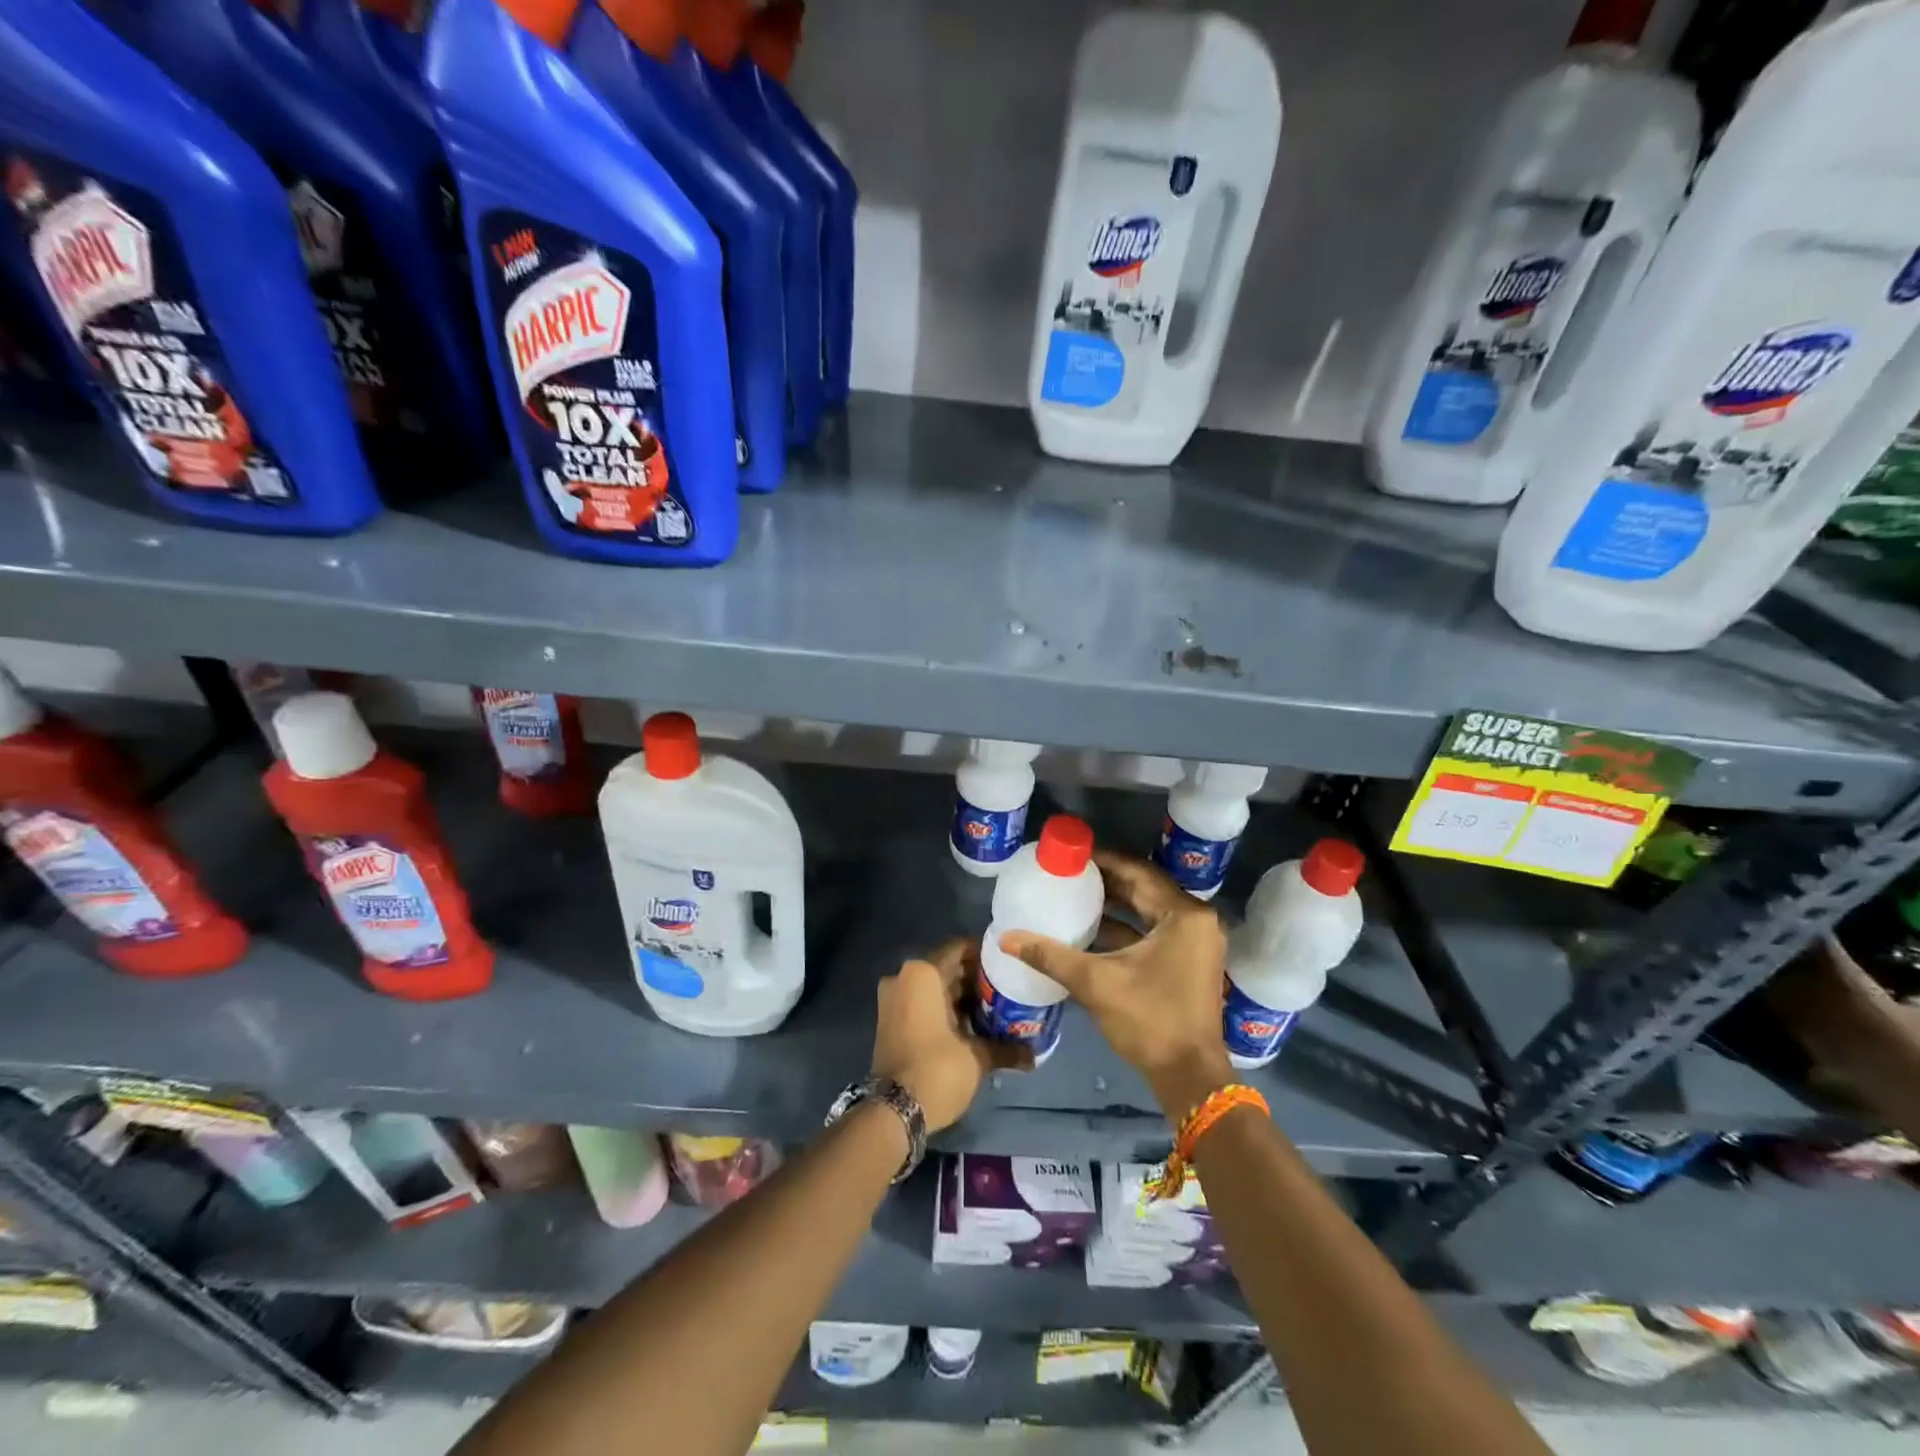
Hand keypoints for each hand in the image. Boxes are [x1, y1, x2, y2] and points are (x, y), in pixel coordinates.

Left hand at [872, 938, 1032, 1131]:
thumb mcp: (977, 1057)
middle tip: (1007, 990)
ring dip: (962, 998)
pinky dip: (945, 1011)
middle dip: (976, 980)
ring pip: (935, 989)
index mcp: (922, 973)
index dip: (986, 957)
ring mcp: (893, 1000)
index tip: (1008, 968)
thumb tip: (1033, 1055)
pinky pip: (923, 1004)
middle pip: (947, 969)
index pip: (960, 949)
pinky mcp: (891, 1022)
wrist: (893, 1112)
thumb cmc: (937, 1070)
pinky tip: (973, 1026)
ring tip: (996, 1009)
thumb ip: (1006, 1048)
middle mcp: (903, 978)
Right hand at [999, 850, 1232, 1115]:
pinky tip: (1091, 929)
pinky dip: (1125, 927)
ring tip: (1073, 894)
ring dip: (1114, 904)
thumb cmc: (1149, 1020)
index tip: (1070, 854)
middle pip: (1144, 888)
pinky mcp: (1189, 962)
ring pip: (1148, 910)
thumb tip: (1006, 937)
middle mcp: (1195, 920)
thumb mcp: (1096, 983)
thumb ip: (1050, 956)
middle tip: (1067, 872)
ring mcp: (1195, 942)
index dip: (1102, 860)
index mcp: (1184, 914)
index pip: (1137, 872)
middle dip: (1106, 880)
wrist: (1190, 1078)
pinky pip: (1153, 930)